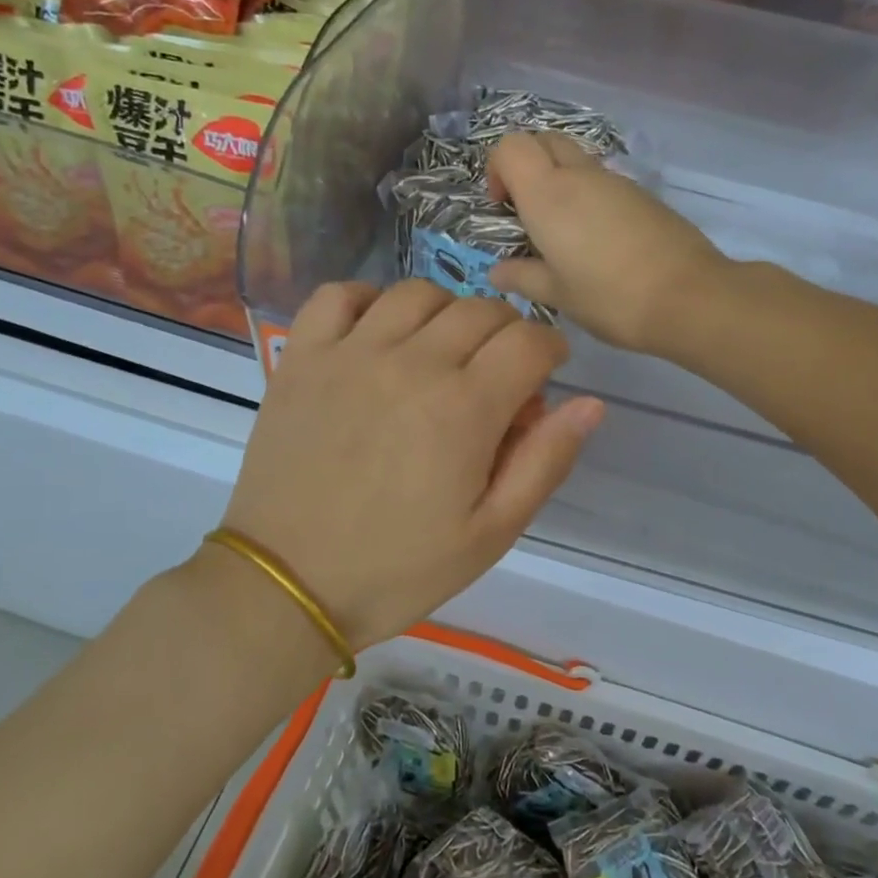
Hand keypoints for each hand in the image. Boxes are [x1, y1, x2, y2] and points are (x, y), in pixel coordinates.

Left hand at [219, 280, 604, 650]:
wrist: (288, 584)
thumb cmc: (398, 569)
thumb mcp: (490, 534)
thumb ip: (545, 462)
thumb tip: (590, 402)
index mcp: (464, 409)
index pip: (529, 341)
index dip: (550, 349)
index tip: (545, 373)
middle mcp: (411, 364)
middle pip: (480, 310)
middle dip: (506, 333)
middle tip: (497, 374)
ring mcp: (350, 353)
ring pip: (418, 293)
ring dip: (446, 312)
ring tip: (441, 351)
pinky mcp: (302, 357)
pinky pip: (340, 295)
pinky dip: (369, 300)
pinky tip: (378, 332)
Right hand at [487, 131, 729, 353]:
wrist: (688, 298)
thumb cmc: (609, 298)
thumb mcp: (557, 294)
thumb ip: (522, 276)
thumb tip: (497, 271)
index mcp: (549, 195)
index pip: (511, 146)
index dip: (498, 168)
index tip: (503, 207)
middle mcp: (580, 176)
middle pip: (544, 140)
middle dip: (527, 165)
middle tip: (527, 212)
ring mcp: (616, 182)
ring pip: (576, 161)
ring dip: (560, 183)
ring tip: (563, 236)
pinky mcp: (643, 196)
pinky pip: (603, 183)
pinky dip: (588, 198)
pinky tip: (597, 244)